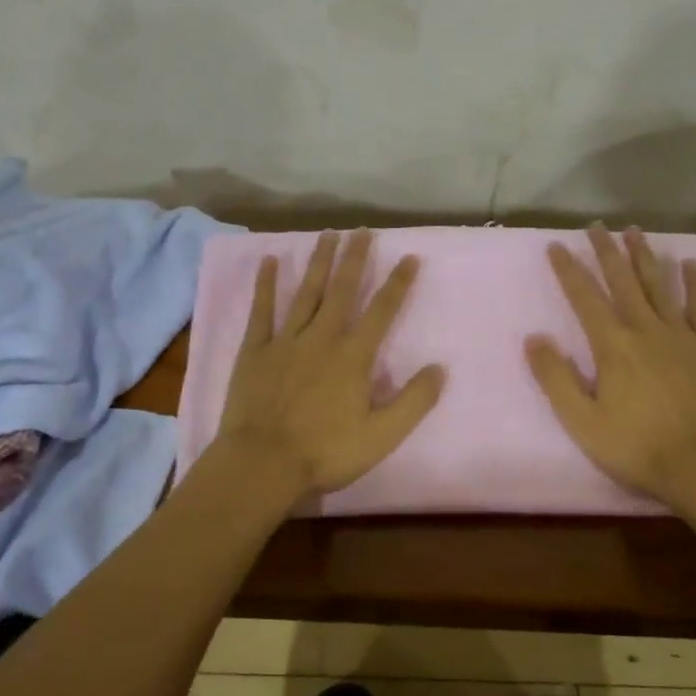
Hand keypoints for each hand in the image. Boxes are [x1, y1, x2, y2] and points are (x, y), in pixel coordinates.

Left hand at [215, 230, 444, 503]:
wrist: (262, 464)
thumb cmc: (325, 452)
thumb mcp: (381, 436)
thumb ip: (413, 401)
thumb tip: (440, 368)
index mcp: (353, 357)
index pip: (382, 311)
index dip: (398, 284)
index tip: (409, 258)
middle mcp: (322, 338)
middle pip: (342, 290)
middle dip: (355, 258)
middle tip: (362, 230)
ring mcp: (286, 341)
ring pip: (306, 292)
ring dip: (318, 261)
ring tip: (327, 234)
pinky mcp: (256, 350)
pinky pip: (262, 311)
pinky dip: (266, 285)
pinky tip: (270, 261)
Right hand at [526, 226, 695, 511]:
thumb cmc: (638, 447)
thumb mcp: (583, 422)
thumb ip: (556, 378)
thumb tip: (534, 338)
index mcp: (613, 346)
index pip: (585, 298)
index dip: (569, 270)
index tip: (557, 246)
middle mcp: (646, 330)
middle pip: (623, 281)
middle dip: (607, 252)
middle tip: (597, 226)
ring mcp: (682, 336)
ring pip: (660, 286)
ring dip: (645, 257)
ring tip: (634, 232)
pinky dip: (694, 284)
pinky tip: (689, 264)